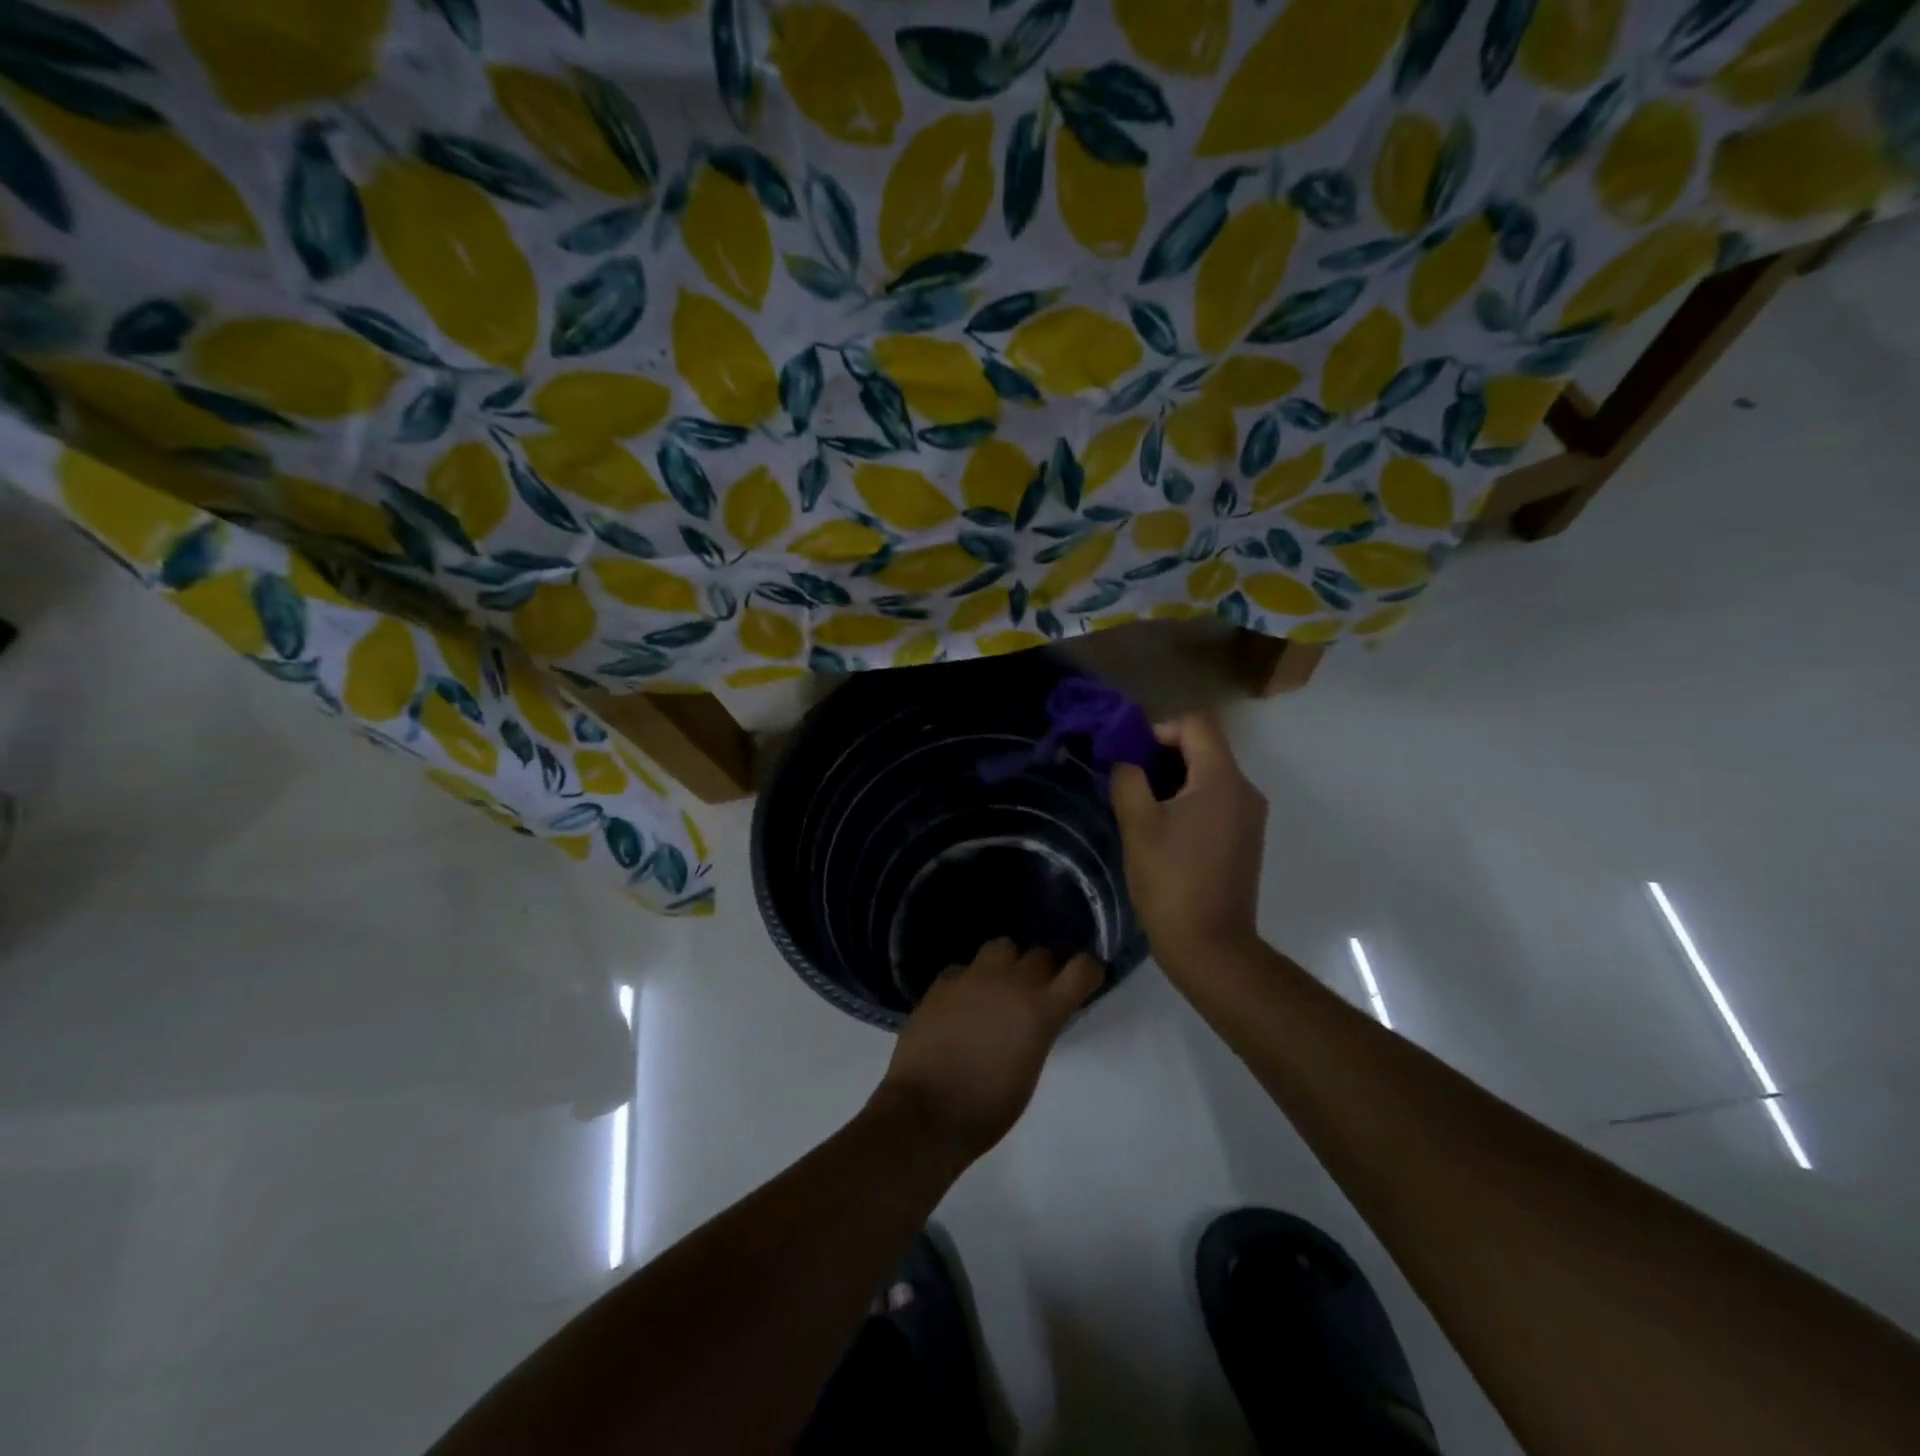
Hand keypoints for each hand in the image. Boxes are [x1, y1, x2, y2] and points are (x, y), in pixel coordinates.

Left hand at [876, 939, 1102, 1167]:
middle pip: (1041, 953)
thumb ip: (1037, 1032)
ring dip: (1007, 963)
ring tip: (1000, 987)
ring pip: (1001, 946)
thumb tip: (1034, 1018)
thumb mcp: (1029, 1071)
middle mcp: (1010, 982)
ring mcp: (972, 978)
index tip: (1087, 978)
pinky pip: (964, 968)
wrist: (925, 1111)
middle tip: (1040, 990)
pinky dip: (969, 980)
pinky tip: (961, 1002)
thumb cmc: (987, 1108)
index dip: (1088, 970)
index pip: (1081, 968)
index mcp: (1040, 1010)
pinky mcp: (941, 983)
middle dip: (1046, 968)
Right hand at [1110, 714, 1267, 978]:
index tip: (1131, 757)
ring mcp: (1250, 816)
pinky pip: (1216, 799)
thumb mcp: (1137, 825)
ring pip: (1209, 774)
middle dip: (1163, 754)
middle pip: (1204, 746)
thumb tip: (1125, 759)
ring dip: (1174, 779)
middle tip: (1129, 781)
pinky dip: (1189, 800)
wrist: (1211, 946)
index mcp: (1222, 780)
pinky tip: (1164, 830)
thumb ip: (1128, 779)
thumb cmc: (1170, 881)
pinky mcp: (1245, 838)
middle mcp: (1245, 789)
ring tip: (1141, 807)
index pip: (1196, 723)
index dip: (1159, 729)